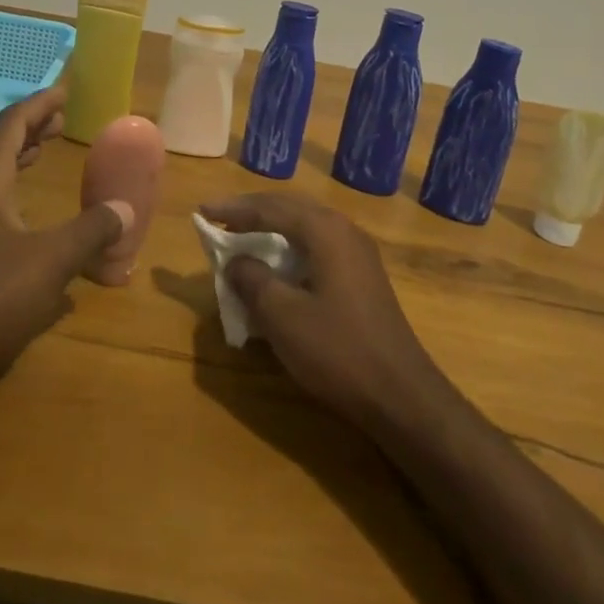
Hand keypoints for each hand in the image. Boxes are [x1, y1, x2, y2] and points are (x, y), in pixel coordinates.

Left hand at [0, 86, 123, 435]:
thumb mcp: (49, 265)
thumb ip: (90, 232)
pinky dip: (3, 194)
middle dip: (25, 128)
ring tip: (39, 157)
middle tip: (57, 125)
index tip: (64, 92)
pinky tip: (21, 224)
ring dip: (10, 158)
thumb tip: (125, 207)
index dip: (39, 105)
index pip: (10, 125)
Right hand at [200, 192, 448, 432]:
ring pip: (305, 227)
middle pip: (290, 208)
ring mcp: (358, 253)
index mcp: (325, 230)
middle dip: (252, 212)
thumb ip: (253, 280)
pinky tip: (276, 267)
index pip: (270, 207)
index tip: (202, 211)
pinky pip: (317, 246)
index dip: (233, 209)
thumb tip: (236, 260)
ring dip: (272, 229)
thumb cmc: (338, 351)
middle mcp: (344, 230)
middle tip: (219, 220)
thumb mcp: (283, 316)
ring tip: (241, 238)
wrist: (401, 395)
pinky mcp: (362, 276)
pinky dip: (290, 248)